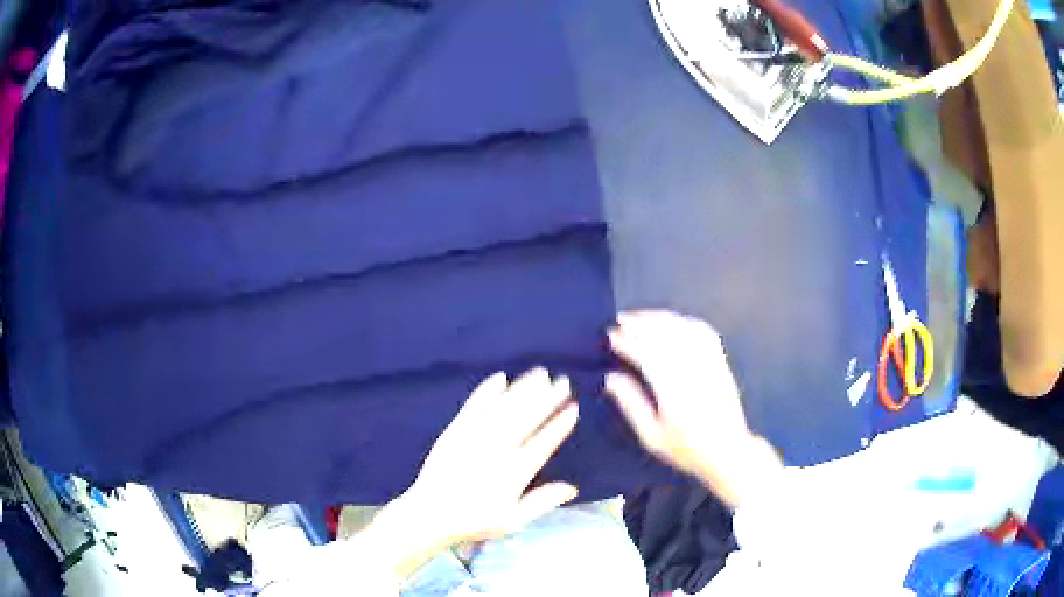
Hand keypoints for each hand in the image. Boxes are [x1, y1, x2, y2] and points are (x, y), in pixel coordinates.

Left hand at [403, 369, 579, 544]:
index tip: (573, 408)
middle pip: (526, 418)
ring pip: (504, 407)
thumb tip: (573, 488)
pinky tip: (500, 378)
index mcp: (514, 473)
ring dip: (523, 389)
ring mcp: (474, 437)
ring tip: (540, 373)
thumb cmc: (474, 521)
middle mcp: (497, 450)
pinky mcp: (455, 430)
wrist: (430, 514)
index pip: (543, 443)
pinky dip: (488, 390)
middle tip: (562, 381)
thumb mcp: (513, 520)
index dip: (559, 425)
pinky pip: (474, 406)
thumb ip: (543, 502)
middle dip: (546, 398)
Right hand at [605, 310, 782, 506]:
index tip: (610, 336)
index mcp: (672, 388)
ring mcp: (709, 362)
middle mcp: (692, 368)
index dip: (626, 341)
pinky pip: (702, 331)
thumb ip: (630, 404)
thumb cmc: (686, 448)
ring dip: (659, 318)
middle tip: (619, 320)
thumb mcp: (651, 436)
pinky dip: (684, 321)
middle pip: (663, 334)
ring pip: (683, 328)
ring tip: (640, 317)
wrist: (728, 450)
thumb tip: (611, 377)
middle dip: (639, 323)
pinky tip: (672, 321)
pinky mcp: (721, 360)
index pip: (645, 353)